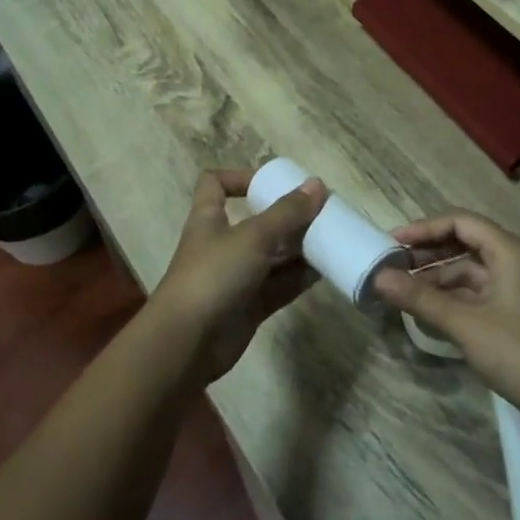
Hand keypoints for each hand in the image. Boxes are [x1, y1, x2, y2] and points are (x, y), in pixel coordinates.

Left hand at [152, 169, 326, 383]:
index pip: (215, 184)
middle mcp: (222, 245)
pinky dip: (299, 277)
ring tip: (332, 239)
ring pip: (272, 256)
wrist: (187, 343)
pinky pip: (279, 286)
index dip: (240, 177)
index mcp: (209, 219)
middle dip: (288, 217)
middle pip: (257, 222)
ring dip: (299, 248)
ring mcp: (236, 278)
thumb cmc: (213, 275)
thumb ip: (286, 213)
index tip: (272, 182)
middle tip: (322, 213)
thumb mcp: (252, 237)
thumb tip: (317, 184)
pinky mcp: (249, 306)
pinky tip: (326, 270)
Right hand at [372, 212, 519, 425]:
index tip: (393, 241)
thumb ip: (420, 297)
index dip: (425, 229)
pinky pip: (484, 289)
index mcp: (512, 251)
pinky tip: (433, 308)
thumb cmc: (517, 353)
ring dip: (441, 275)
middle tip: (395, 264)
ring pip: (475, 268)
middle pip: (469, 242)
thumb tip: (378, 278)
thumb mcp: (464, 324)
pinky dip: (457, 293)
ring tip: (407, 288)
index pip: (462, 222)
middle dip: (431, 252)